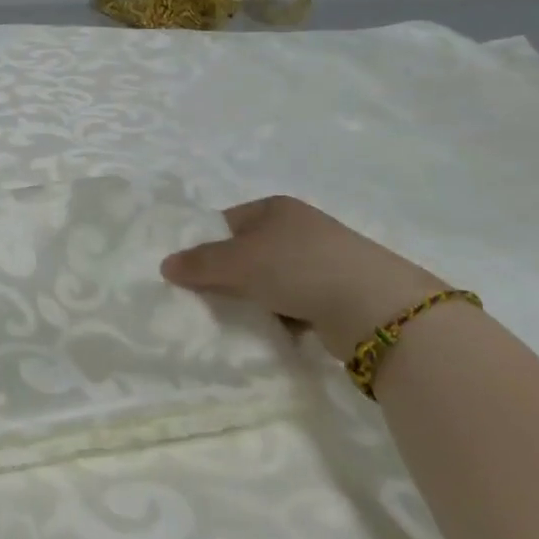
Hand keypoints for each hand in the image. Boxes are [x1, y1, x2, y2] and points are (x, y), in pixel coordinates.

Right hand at [161, 196, 445, 359]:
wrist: (372, 307)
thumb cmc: (297, 267)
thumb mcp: (239, 261)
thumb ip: (200, 263)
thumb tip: (165, 264)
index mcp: (274, 208)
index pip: (226, 222)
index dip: (205, 245)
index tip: (188, 274)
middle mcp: (297, 228)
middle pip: (246, 252)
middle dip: (227, 277)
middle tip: (205, 300)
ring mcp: (319, 260)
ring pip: (268, 280)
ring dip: (254, 300)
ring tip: (237, 320)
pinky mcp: (334, 293)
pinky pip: (292, 303)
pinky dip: (279, 316)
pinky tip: (271, 330)